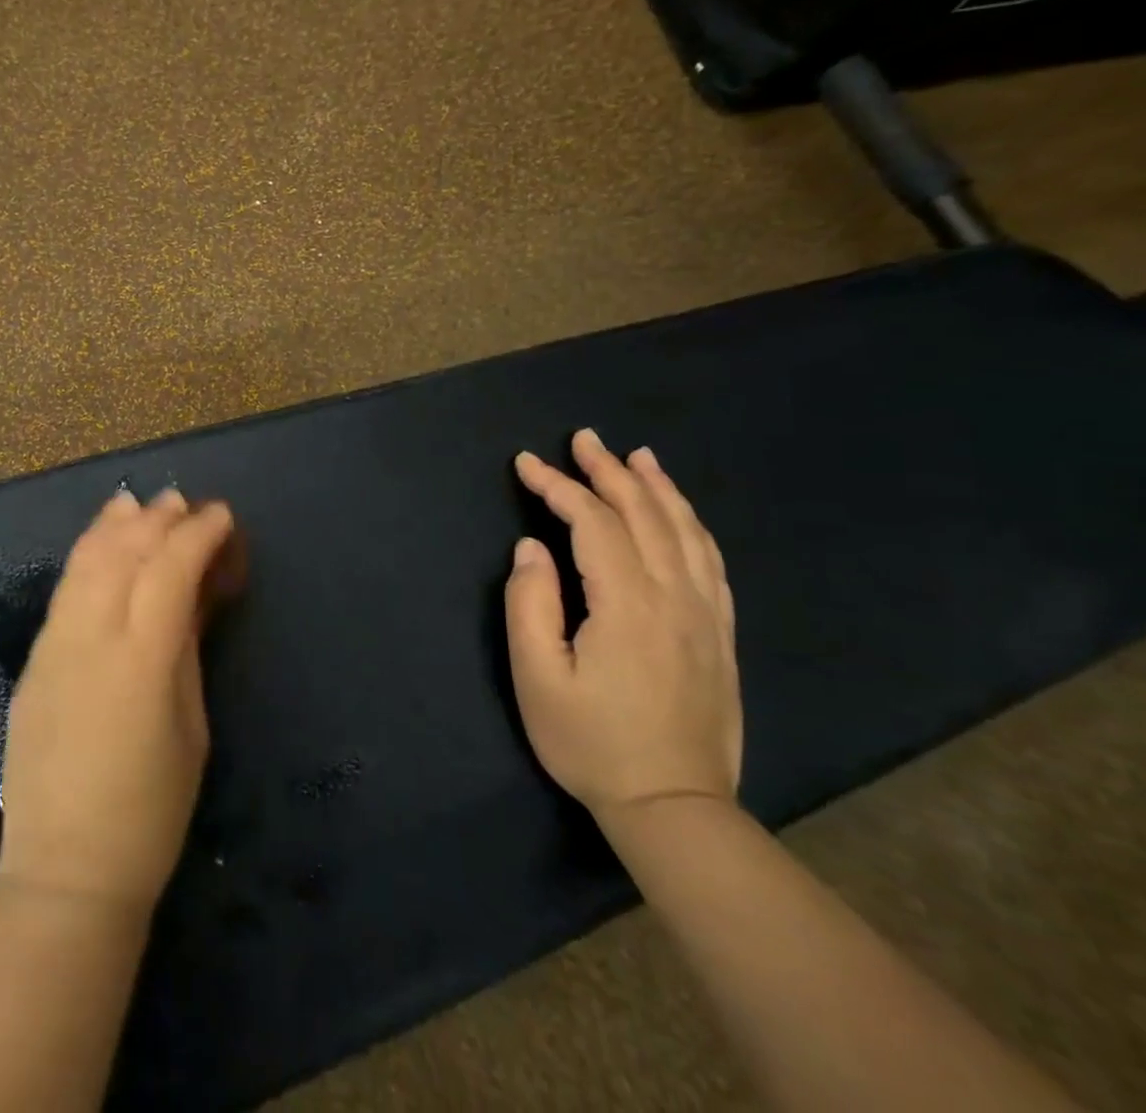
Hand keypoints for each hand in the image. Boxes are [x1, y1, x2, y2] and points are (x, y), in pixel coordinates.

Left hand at [0, 488, 244, 916]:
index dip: (198, 534)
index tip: (221, 516)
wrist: (65, 871)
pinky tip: (99, 544)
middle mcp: (91, 637)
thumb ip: (183, 651)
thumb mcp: (191, 727)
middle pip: (124, 553)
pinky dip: (86, 555)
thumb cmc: (150, 811)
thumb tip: (187, 598)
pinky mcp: (32, 661)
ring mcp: (53, 646)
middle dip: (157, 519)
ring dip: (114, 526)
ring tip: (137, 503)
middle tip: (185, 503)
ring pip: (84, 562)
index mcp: (141, 659)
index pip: (170, 569)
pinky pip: (64, 591)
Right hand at [505, 429, 740, 823]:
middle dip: (608, 471)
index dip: (556, 486)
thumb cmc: (590, 741)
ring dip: (657, 488)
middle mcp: (674, 597)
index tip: (525, 464)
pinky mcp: (720, 634)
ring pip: (685, 531)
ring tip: (636, 457)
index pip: (592, 522)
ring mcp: (705, 615)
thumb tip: (532, 548)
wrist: (673, 807)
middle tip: (582, 439)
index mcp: (627, 604)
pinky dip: (692, 524)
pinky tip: (679, 514)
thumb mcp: (536, 676)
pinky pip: (711, 562)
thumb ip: (530, 603)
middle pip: (643, 514)